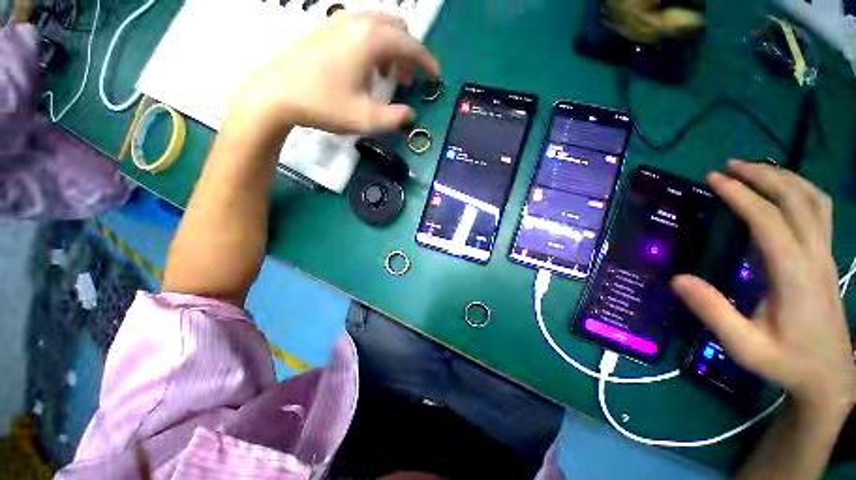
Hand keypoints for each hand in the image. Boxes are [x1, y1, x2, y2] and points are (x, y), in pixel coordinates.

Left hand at [227, 11, 439, 139]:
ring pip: (379, 25)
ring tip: (387, 76)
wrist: (276, 92)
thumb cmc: (324, 104)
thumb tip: (410, 115)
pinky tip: (365, 67)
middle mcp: (359, 22)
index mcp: (372, 40)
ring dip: (391, 49)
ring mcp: (340, 21)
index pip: (411, 46)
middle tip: (409, 80)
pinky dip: (373, 45)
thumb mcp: (366, 119)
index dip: (427, 63)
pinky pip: (361, 28)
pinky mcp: (327, 28)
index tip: (436, 77)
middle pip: (398, 28)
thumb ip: (395, 118)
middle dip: (410, 54)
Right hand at [672, 161, 854, 415]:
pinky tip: (783, 192)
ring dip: (784, 178)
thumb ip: (712, 312)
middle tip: (729, 166)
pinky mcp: (826, 257)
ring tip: (755, 170)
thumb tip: (677, 279)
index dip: (740, 195)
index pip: (768, 220)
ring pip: (814, 200)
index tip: (713, 179)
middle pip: (796, 199)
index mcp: (794, 274)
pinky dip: (801, 190)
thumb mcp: (743, 346)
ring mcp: (825, 254)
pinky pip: (819, 211)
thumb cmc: (785, 361)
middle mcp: (814, 255)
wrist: (829, 375)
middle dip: (763, 176)